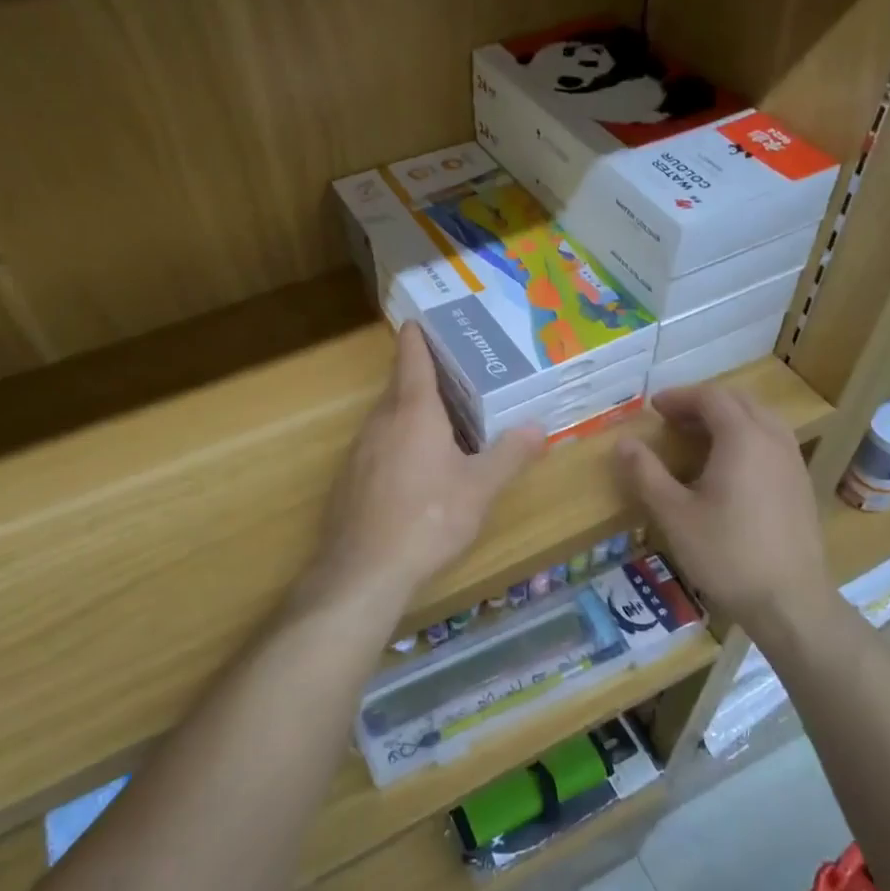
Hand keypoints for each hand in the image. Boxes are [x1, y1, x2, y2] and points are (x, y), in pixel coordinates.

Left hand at [304, 323, 543, 617]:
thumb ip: (510, 455)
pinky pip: (379, 444)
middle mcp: (380, 420)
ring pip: (388, 416)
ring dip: (412, 410)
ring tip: (446, 417)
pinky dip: (399, 440)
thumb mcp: (480, 488)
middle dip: (424, 374)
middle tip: (460, 372)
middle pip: (400, 384)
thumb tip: (538, 428)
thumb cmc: (428, 519)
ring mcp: (360, 449)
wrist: (363, 570)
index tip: (426, 319)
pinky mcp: (350, 478)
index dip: (418, 335)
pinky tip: (418, 467)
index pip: (411, 356)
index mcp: (413, 411)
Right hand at [615, 385, 837, 635]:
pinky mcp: (801, 484)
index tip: (653, 408)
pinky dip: (746, 437)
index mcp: (743, 438)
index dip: (680, 397)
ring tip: (698, 437)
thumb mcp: (674, 514)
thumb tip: (624, 443)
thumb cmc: (726, 554)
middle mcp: (773, 440)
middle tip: (672, 419)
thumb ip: (646, 473)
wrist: (790, 601)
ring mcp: (793, 461)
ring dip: (727, 418)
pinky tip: (729, 467)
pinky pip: (772, 441)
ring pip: (760, 419)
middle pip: (739, 401)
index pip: (711, 397)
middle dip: (703, 403)